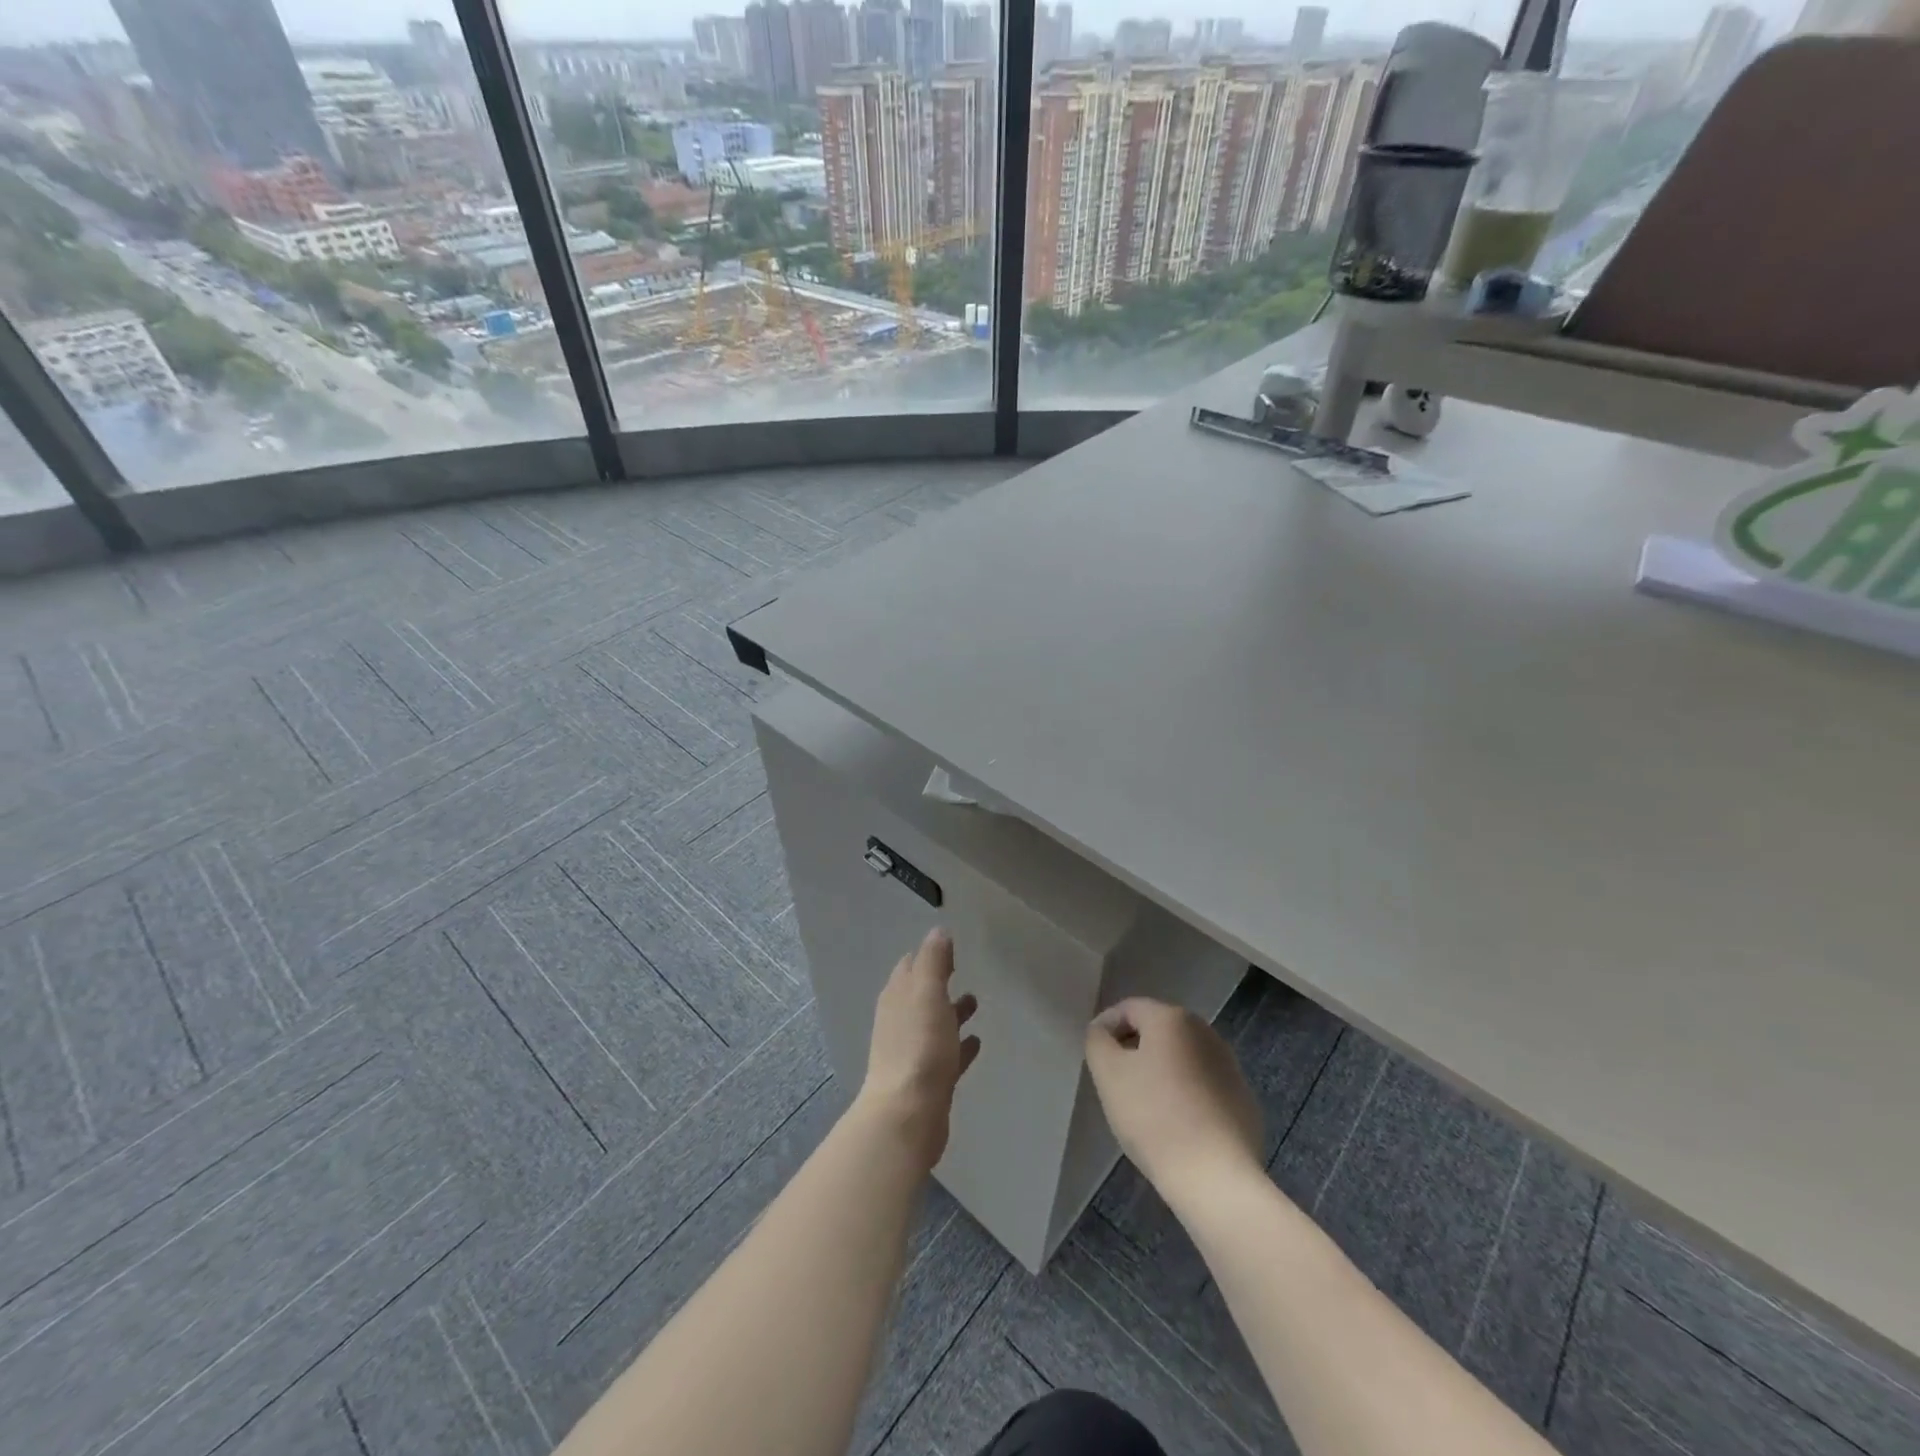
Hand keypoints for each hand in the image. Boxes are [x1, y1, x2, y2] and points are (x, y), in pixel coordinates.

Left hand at [858, 927, 980, 1171]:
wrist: (908, 1114)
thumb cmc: (919, 1046)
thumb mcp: (927, 993)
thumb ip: (933, 960)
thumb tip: (938, 931)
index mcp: (897, 997)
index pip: (911, 966)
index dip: (929, 955)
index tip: (950, 947)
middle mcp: (900, 1021)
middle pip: (921, 994)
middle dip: (939, 981)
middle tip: (962, 969)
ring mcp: (912, 1051)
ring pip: (934, 1023)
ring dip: (951, 1011)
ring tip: (975, 1002)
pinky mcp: (928, 1080)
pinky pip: (946, 1054)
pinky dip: (959, 1045)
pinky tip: (976, 1042)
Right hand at [1085, 998, 1262, 1193]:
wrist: (1215, 1177)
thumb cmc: (1153, 1117)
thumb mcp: (1108, 1073)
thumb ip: (1097, 1040)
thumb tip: (1103, 1031)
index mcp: (1172, 1018)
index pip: (1129, 1008)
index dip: (1106, 1027)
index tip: (1095, 1056)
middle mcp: (1205, 1032)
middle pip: (1158, 1029)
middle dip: (1134, 1048)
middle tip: (1116, 1080)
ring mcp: (1230, 1066)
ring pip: (1182, 1057)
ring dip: (1161, 1070)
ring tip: (1144, 1104)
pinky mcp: (1243, 1099)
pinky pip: (1203, 1085)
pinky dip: (1186, 1093)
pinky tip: (1176, 1124)